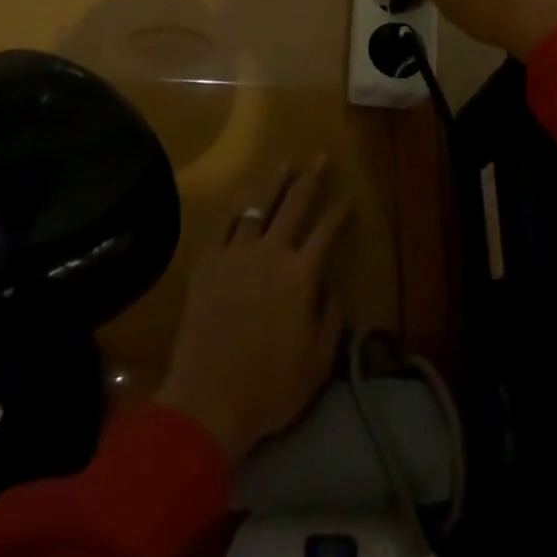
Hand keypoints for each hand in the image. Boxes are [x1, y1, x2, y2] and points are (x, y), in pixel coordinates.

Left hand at [156, 157, 350, 462]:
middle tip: (320, 158)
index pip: (326, 231)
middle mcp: (271, 253)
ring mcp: (236, 254)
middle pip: (295, 205)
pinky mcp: (208, 263)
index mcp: (301, 275)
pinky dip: (238, 211)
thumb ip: (331, 319)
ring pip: (258, 206)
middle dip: (311, 179)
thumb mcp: (317, 362)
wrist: (208, 398)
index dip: (340, 211)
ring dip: (274, 184)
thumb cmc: (269, 387)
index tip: (349, 196)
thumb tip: (332, 288)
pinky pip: (225, 226)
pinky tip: (243, 202)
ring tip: (285, 165)